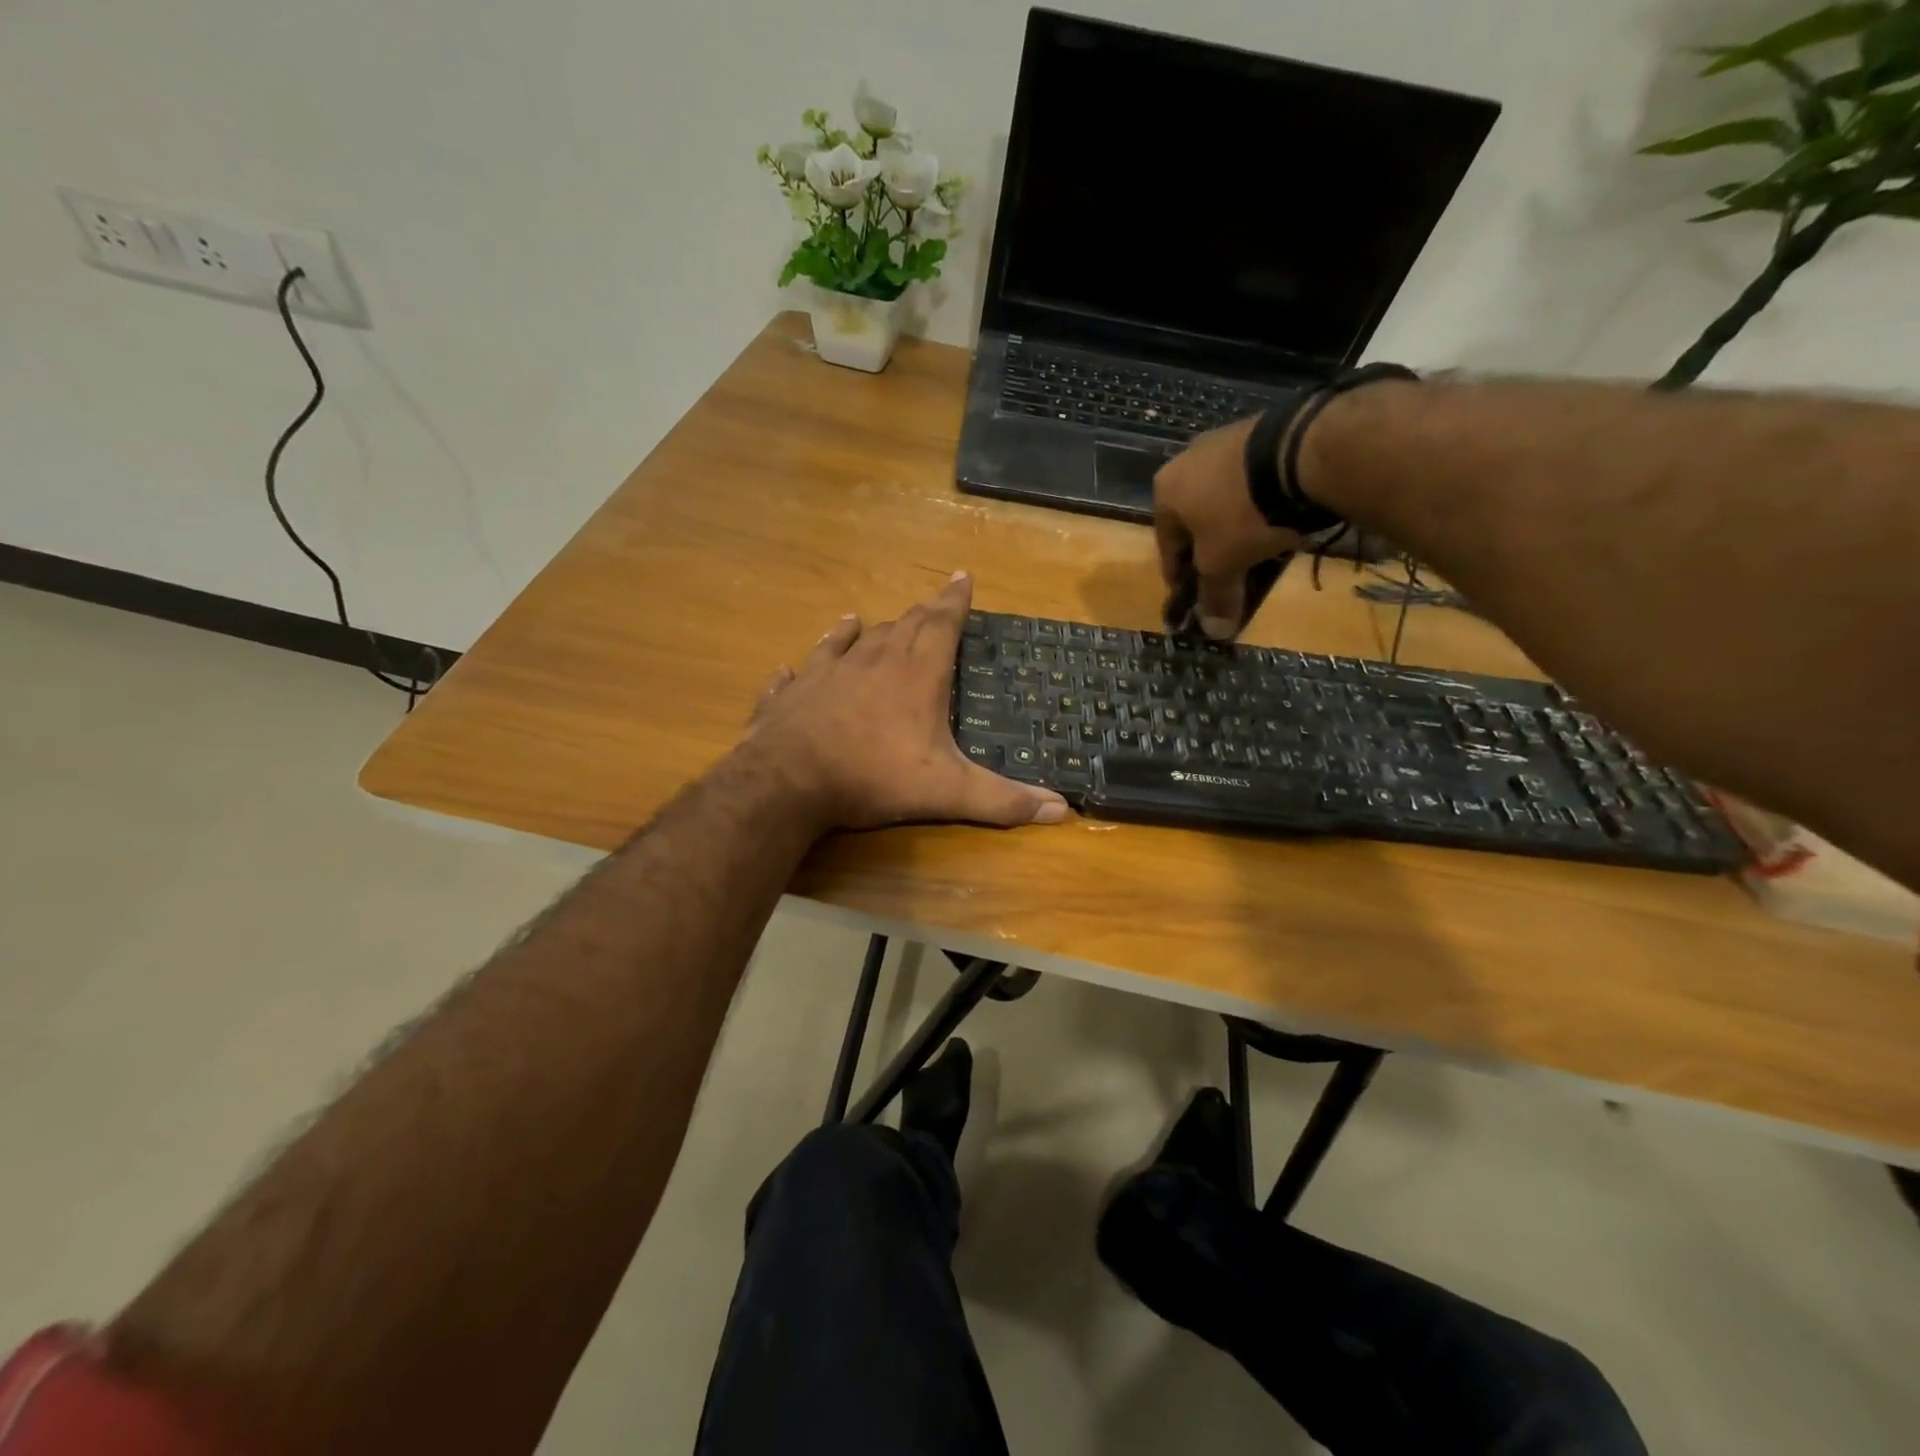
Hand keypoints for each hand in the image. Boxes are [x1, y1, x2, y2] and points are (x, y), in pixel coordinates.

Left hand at [745, 573, 1069, 831]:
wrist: (788, 780)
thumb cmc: (873, 778)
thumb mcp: (946, 792)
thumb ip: (1001, 800)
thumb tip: (1061, 809)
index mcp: (915, 675)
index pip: (942, 625)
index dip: (955, 601)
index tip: (962, 576)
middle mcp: (872, 662)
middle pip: (901, 626)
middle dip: (921, 613)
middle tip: (931, 602)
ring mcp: (827, 673)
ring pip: (851, 641)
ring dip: (864, 631)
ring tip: (866, 619)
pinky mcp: (793, 693)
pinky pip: (800, 672)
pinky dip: (803, 666)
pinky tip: (791, 667)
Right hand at [1153, 418, 1301, 637]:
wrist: (1302, 454)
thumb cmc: (1242, 515)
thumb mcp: (1224, 564)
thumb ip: (1214, 596)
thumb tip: (1213, 631)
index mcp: (1165, 490)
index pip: (1166, 544)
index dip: (1179, 575)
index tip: (1192, 595)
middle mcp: (1187, 459)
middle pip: (1194, 518)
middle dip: (1208, 547)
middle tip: (1226, 572)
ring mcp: (1225, 440)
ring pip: (1223, 497)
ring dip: (1234, 523)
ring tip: (1257, 547)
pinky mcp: (1263, 431)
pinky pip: (1253, 479)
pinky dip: (1259, 501)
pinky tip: (1278, 516)